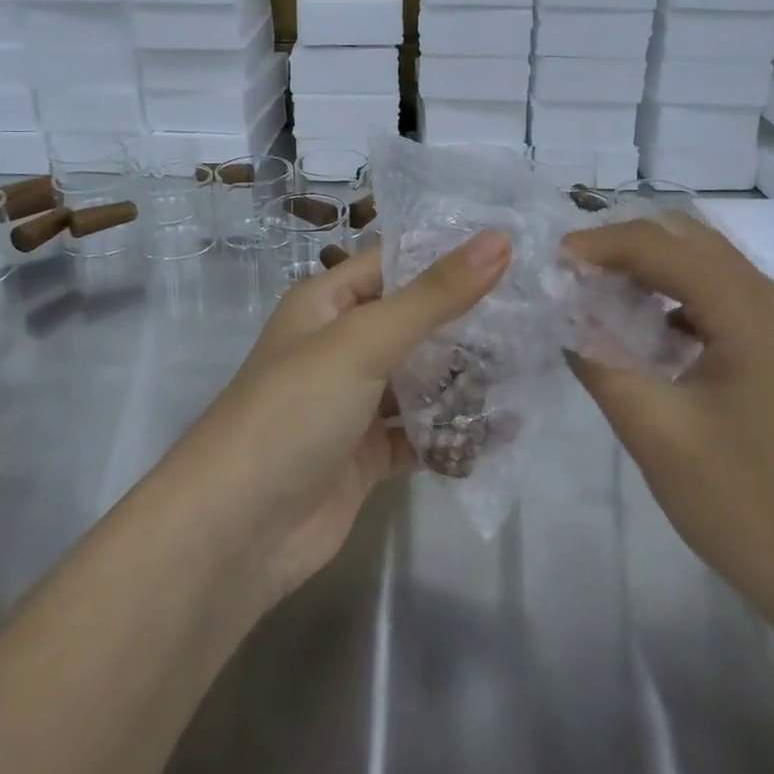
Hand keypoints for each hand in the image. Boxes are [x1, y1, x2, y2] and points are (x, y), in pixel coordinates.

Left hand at [182, 230, 511, 602]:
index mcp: (327, 303)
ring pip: (421, 379)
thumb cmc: (294, 411)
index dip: (449, 255)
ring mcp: (353, 403)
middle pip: (414, 322)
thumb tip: (499, 240)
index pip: (396, 263)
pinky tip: (503, 430)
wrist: (235, 533)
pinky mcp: (366, 456)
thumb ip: (434, 295)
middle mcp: (340, 346)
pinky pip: (420, 433)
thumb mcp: (364, 340)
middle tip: (537, 313)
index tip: (516, 250)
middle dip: (468, 321)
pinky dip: (454, 433)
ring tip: (532, 368)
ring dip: (466, 379)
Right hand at [562, 214, 773, 641]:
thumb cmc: (750, 505)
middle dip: (623, 246)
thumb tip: (564, 316)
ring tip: (598, 295)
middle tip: (572, 276)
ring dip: (650, 268)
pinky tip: (647, 332)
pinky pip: (724, 300)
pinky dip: (676, 297)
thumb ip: (600, 361)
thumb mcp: (656, 432)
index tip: (551, 264)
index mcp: (748, 310)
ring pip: (707, 266)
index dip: (599, 246)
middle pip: (687, 240)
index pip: (659, 245)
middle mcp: (773, 301)